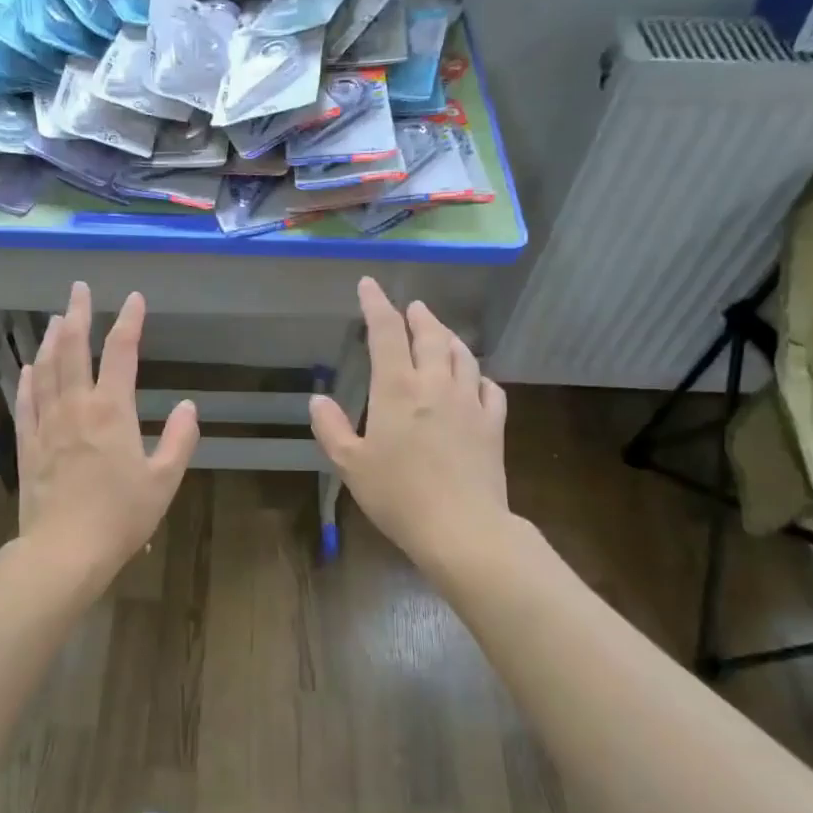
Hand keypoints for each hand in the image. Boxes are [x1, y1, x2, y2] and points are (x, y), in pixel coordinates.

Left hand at [14, 281, 200, 586]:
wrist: (64, 550)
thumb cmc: (121, 517)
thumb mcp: (164, 481)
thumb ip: (179, 439)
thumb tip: (189, 406)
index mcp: (112, 411)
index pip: (122, 352)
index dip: (129, 321)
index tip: (134, 298)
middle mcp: (76, 406)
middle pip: (72, 348)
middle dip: (77, 314)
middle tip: (79, 289)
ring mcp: (46, 423)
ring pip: (45, 369)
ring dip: (50, 339)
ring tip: (55, 318)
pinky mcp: (27, 444)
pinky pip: (26, 401)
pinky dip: (28, 379)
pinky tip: (28, 367)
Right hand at [310, 277, 509, 570]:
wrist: (461, 527)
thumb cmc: (397, 495)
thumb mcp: (350, 464)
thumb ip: (332, 428)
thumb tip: (318, 399)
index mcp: (397, 389)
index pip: (386, 332)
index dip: (376, 304)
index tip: (369, 285)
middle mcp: (436, 384)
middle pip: (431, 336)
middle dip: (419, 316)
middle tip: (412, 307)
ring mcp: (470, 402)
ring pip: (463, 356)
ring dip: (449, 338)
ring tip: (441, 333)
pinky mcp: (494, 424)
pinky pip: (490, 388)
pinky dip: (478, 376)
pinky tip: (475, 380)